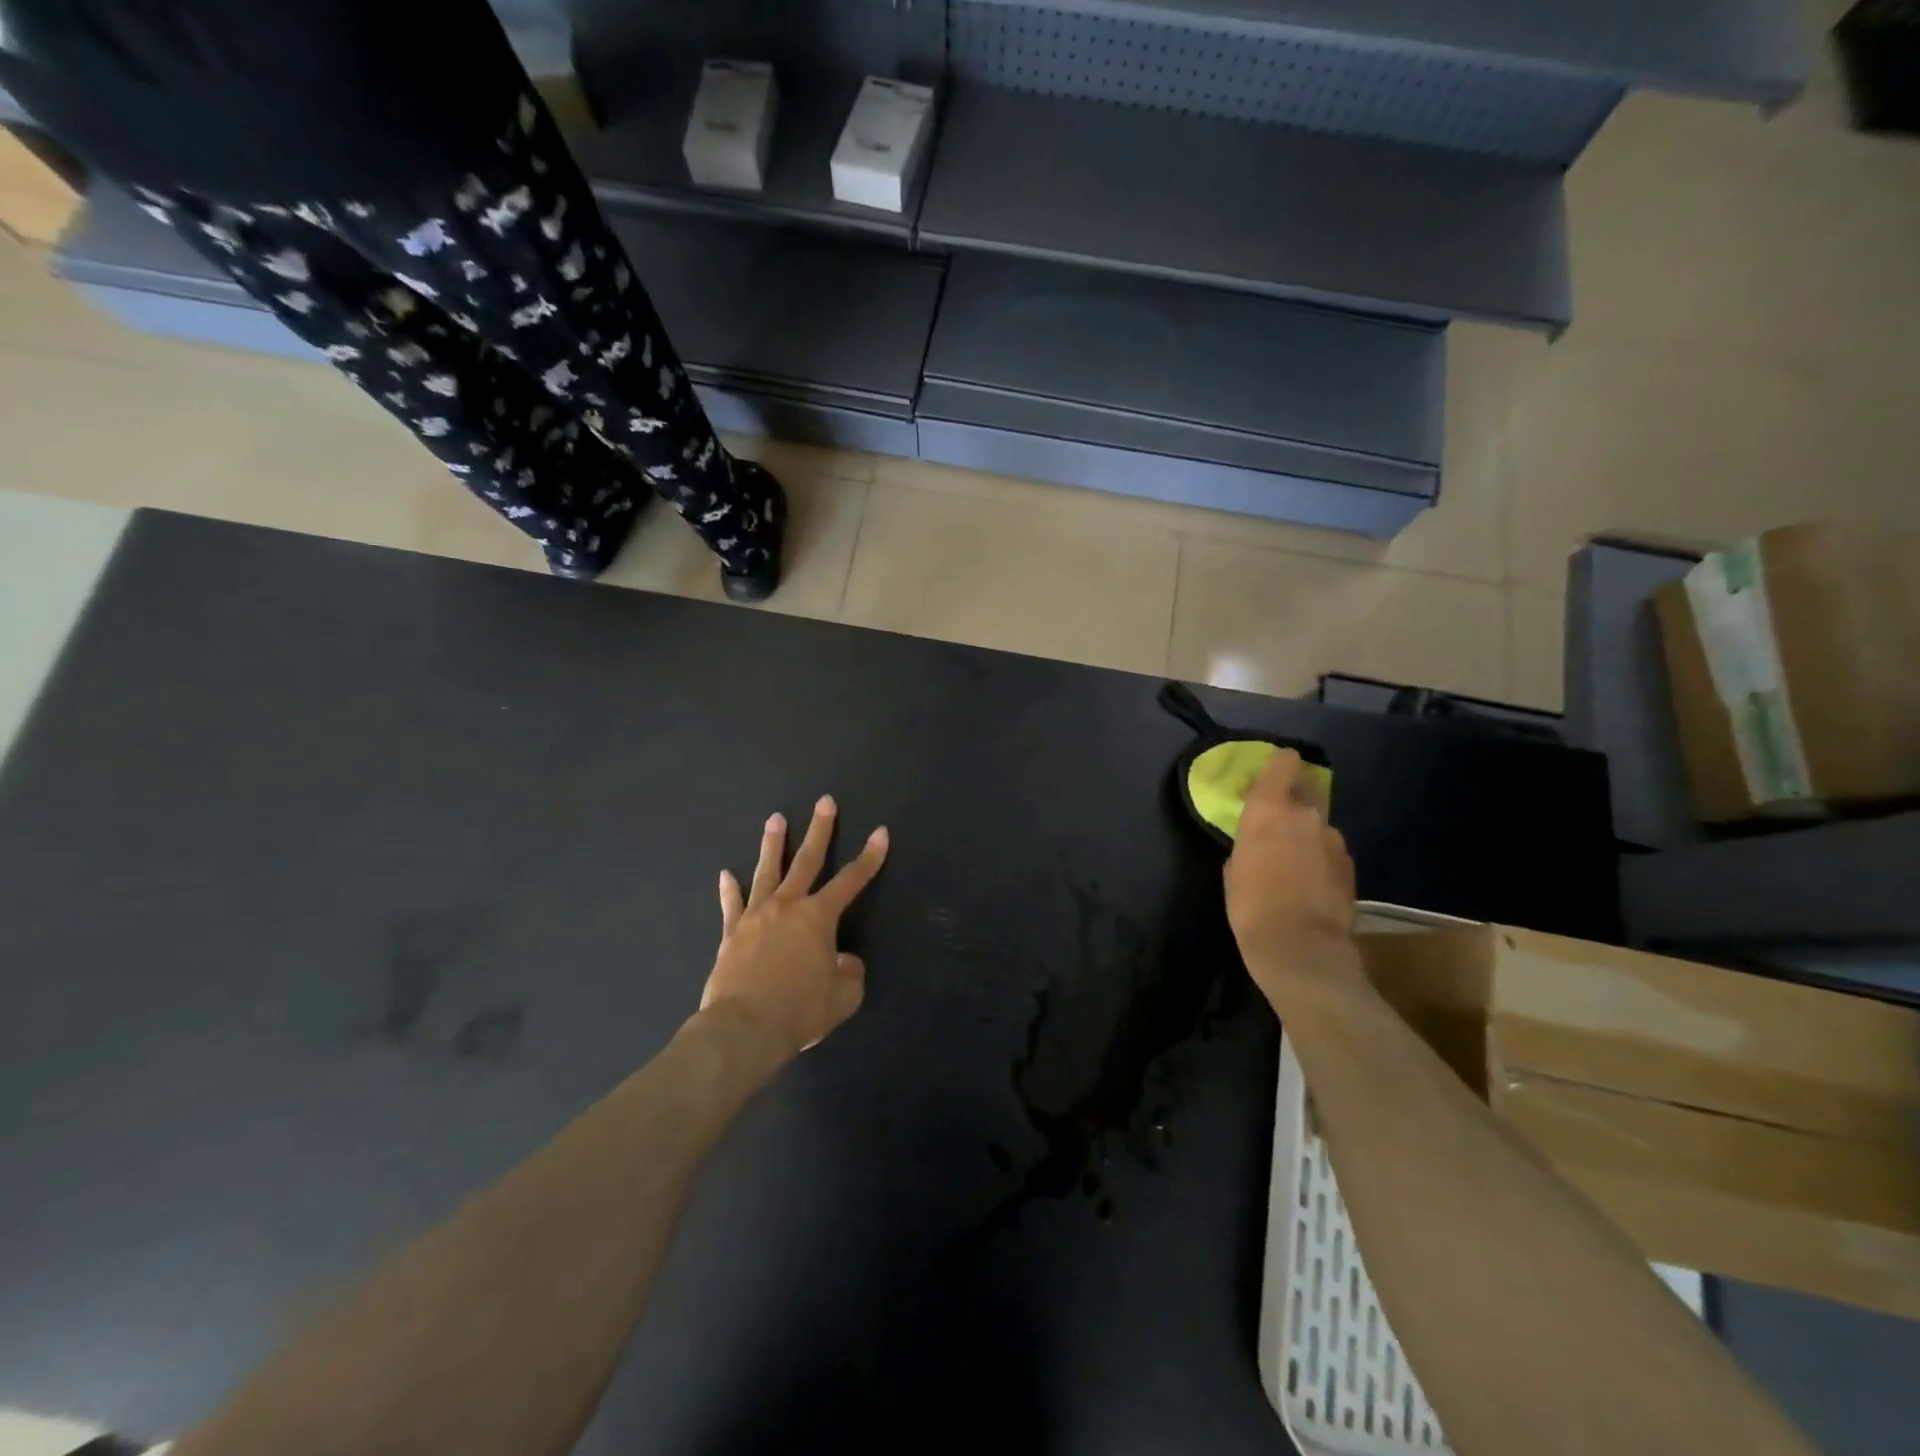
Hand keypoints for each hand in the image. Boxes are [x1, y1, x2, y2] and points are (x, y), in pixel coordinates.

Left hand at [702, 796, 889, 1056]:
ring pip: (767, 872)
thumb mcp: (843, 997)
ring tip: (775, 819)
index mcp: (819, 917)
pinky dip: (730, 890)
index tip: (880, 832)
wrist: (743, 1029)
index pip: (852, 880)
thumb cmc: (799, 1010)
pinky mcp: (732, 934)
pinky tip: (726, 874)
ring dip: (773, 844)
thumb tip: (843, 961)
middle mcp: (788, 906)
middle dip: (820, 830)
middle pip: (807, 861)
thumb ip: (849, 973)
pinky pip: (732, 905)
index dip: (870, 857)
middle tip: (824, 802)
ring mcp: (756, 916)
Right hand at [1223, 751, 1358, 1005]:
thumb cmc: (1251, 906)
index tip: (1270, 775)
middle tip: (1277, 822)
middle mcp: (1305, 815)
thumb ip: (1248, 843)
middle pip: (1305, 789)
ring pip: (1318, 823)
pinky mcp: (1350, 864)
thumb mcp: (1233, 869)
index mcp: (1269, 809)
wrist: (1302, 949)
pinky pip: (1330, 849)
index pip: (1284, 764)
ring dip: (1307, 833)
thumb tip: (1257, 841)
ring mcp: (1333, 839)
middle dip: (1293, 800)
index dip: (1280, 765)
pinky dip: (1320, 857)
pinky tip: (1310, 882)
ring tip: (1293, 861)